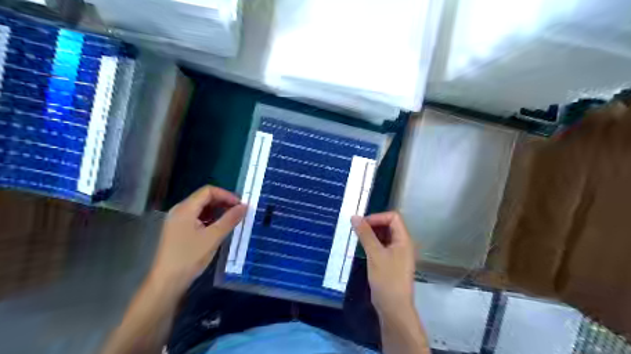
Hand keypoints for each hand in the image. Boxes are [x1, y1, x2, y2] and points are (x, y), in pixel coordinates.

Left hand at [150, 185, 245, 293]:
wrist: (167, 282)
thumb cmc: (190, 257)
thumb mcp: (214, 237)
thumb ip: (230, 219)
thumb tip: (245, 206)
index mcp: (185, 208)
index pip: (208, 191)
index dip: (226, 195)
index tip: (240, 205)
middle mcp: (179, 210)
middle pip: (204, 197)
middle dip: (223, 202)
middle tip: (238, 211)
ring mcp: (177, 220)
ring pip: (201, 208)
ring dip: (217, 210)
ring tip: (231, 219)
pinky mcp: (178, 230)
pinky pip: (197, 217)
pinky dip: (210, 218)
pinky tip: (218, 228)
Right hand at [353, 212, 417, 313]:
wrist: (393, 307)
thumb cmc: (387, 279)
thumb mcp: (375, 254)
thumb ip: (365, 234)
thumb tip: (355, 217)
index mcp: (404, 239)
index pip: (393, 217)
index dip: (378, 217)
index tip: (362, 223)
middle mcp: (403, 244)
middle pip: (389, 225)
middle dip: (373, 225)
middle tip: (357, 229)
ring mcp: (397, 254)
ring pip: (384, 236)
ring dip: (371, 234)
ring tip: (357, 237)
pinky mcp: (391, 262)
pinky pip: (382, 246)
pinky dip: (372, 244)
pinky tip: (362, 248)